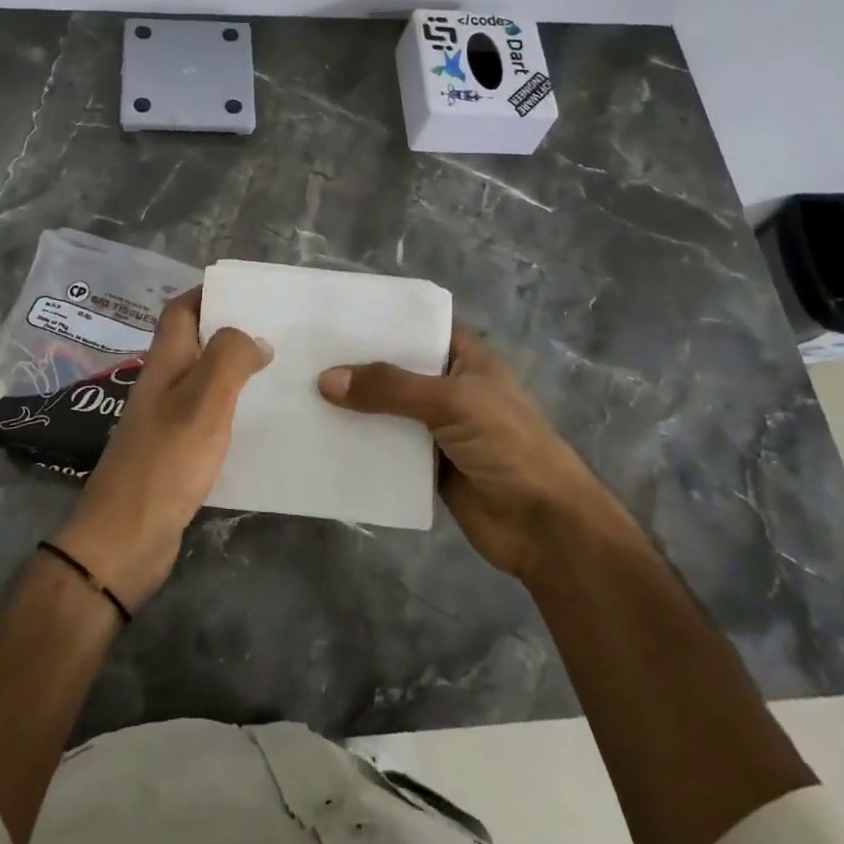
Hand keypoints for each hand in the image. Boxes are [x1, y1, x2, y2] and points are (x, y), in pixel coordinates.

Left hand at [53, 288, 270, 609]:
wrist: (126, 538)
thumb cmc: (166, 461)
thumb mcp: (204, 401)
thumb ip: (229, 359)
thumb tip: (253, 338)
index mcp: (165, 364)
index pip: (179, 311)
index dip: (207, 294)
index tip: (248, 293)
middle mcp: (162, 386)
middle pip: (194, 344)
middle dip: (230, 332)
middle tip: (277, 333)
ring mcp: (166, 422)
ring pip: (203, 382)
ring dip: (235, 373)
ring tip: (280, 374)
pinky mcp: (175, 455)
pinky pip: (208, 419)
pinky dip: (233, 412)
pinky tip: (261, 425)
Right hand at [318, 327, 604, 580]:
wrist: (543, 525)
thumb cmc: (508, 445)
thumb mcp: (451, 402)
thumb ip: (390, 388)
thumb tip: (325, 379)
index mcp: (464, 357)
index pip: (416, 327)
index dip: (378, 322)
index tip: (331, 318)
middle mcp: (448, 386)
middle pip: (394, 368)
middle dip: (355, 365)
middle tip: (301, 356)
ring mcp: (436, 427)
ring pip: (385, 409)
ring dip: (352, 406)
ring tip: (299, 393)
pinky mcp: (425, 465)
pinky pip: (385, 447)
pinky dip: (359, 443)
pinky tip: (320, 437)